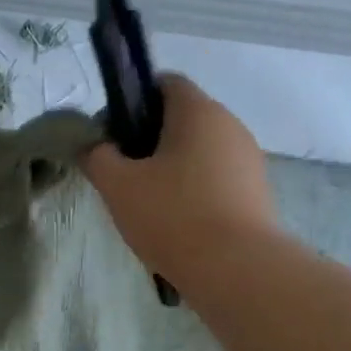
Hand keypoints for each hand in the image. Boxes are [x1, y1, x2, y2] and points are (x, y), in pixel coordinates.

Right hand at [81, 74, 278, 288]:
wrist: (235, 268)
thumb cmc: (172, 216)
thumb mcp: (117, 186)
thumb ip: (97, 157)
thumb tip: (93, 146)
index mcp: (198, 111)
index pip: (165, 83)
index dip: (133, 101)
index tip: (113, 135)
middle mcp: (229, 124)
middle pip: (182, 118)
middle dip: (149, 140)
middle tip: (123, 176)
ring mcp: (248, 159)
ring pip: (199, 151)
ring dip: (172, 168)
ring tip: (148, 205)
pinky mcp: (256, 191)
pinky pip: (216, 178)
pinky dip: (194, 191)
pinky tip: (176, 223)